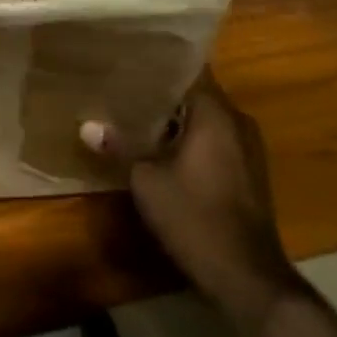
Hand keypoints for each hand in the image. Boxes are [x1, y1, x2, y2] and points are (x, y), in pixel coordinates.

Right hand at [83, 71, 302, 325]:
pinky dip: (190, 140)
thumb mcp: (146, 181)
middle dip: (161, 94)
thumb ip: (119, 147)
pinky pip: (215, 141)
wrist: (246, 274)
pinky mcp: (249, 172)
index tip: (129, 62)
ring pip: (205, 120)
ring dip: (175, 120)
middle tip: (122, 90)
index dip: (158, 65)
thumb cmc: (194, 216)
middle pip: (196, 94)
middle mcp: (238, 121)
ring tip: (135, 118)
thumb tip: (88, 127)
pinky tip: (162, 151)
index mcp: (216, 113)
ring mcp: (248, 148)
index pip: (188, 69)